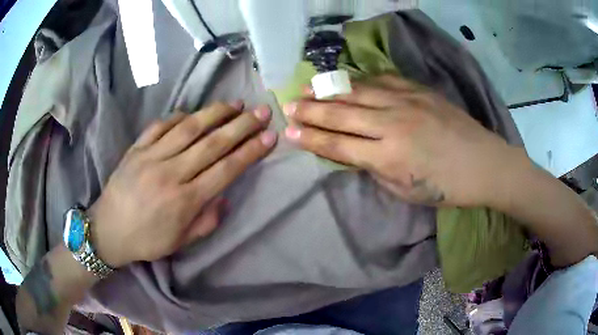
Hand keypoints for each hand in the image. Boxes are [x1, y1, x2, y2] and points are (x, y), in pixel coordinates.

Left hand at [89, 102, 276, 267]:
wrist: (107, 230)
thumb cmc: (146, 240)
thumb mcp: (181, 242)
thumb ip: (206, 221)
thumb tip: (224, 196)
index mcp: (184, 200)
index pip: (226, 169)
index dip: (250, 151)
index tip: (270, 136)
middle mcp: (170, 173)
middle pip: (212, 143)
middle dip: (242, 125)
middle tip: (262, 111)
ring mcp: (151, 157)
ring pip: (188, 128)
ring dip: (215, 113)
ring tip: (235, 104)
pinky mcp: (136, 148)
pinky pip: (160, 126)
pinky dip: (179, 116)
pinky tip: (193, 113)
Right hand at [283, 75, 523, 206]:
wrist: (483, 163)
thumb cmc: (446, 187)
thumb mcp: (405, 191)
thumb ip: (375, 169)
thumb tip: (354, 153)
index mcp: (389, 157)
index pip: (338, 145)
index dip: (312, 139)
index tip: (290, 133)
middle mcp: (392, 124)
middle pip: (341, 114)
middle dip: (311, 111)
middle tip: (289, 106)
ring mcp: (406, 102)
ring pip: (357, 92)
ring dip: (329, 91)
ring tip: (307, 89)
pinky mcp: (419, 90)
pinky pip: (381, 80)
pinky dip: (359, 81)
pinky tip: (345, 80)